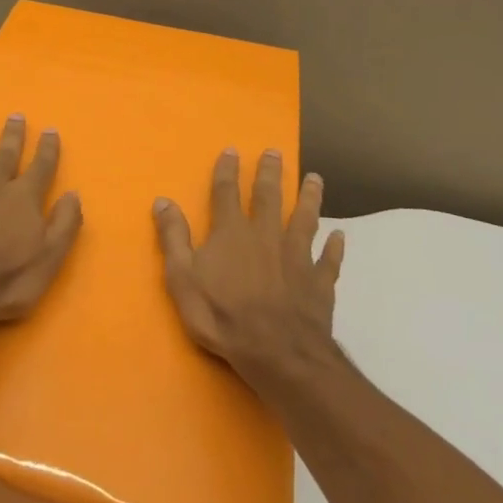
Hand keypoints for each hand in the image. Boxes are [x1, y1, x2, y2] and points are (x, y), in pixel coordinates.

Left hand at [0, 115, 82, 325]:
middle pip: (5, 156)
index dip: (48, 149)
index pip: (41, 167)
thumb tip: (73, 194)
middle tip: (15, 115)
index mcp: (23, 199)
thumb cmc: (5, 281)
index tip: (50, 130)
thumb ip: (64, 224)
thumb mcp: (49, 259)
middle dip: (13, 135)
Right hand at [153, 148, 343, 380]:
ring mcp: (297, 256)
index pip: (226, 192)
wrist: (277, 352)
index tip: (232, 150)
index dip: (227, 170)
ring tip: (315, 179)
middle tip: (276, 152)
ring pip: (305, 218)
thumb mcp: (182, 278)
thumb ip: (173, 238)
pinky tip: (339, 236)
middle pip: (269, 196)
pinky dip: (334, 247)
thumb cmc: (222, 316)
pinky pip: (328, 259)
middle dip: (271, 172)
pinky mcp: (319, 281)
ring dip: (310, 197)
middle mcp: (266, 235)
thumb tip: (163, 200)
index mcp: (232, 232)